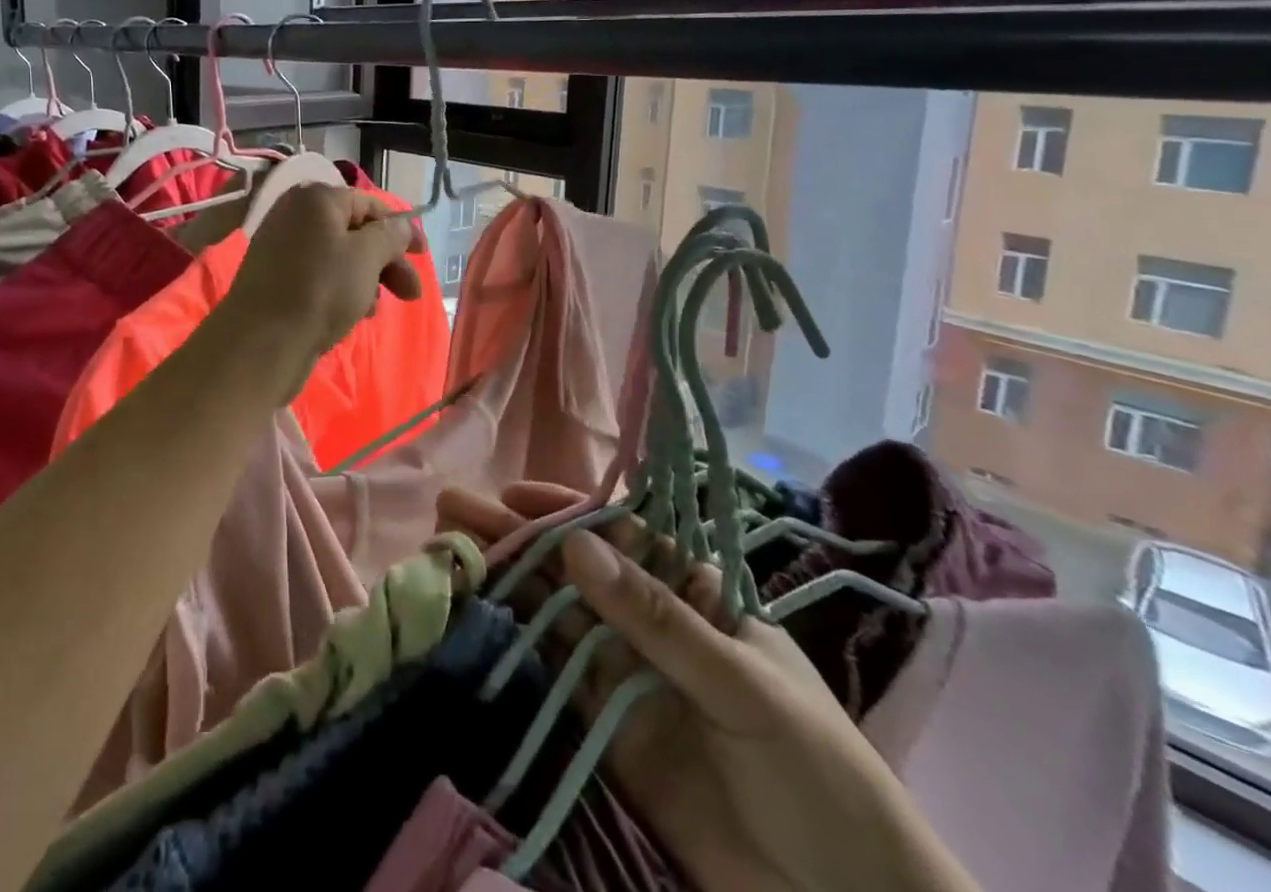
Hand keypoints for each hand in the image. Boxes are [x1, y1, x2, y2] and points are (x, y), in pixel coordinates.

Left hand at [223, 185, 423, 364]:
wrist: (261, 343)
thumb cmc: (320, 291)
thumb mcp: (366, 257)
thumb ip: (389, 236)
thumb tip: (400, 226)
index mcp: (315, 199)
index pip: (368, 204)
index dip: (399, 228)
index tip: (422, 254)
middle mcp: (295, 216)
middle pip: (355, 232)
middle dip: (387, 261)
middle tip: (412, 293)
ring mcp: (283, 248)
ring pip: (340, 257)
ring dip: (368, 279)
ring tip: (377, 310)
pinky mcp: (277, 280)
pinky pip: (320, 277)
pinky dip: (343, 290)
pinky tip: (355, 315)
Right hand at [439, 484, 978, 891]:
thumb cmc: (821, 775)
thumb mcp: (744, 685)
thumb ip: (657, 618)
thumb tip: (576, 542)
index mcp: (696, 596)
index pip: (621, 535)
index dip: (566, 511)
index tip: (512, 495)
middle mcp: (653, 624)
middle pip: (575, 569)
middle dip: (518, 536)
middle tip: (453, 509)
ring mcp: (627, 676)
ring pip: (556, 614)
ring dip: (507, 580)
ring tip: (450, 549)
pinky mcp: (607, 730)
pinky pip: (556, 674)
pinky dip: (518, 641)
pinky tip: (479, 610)